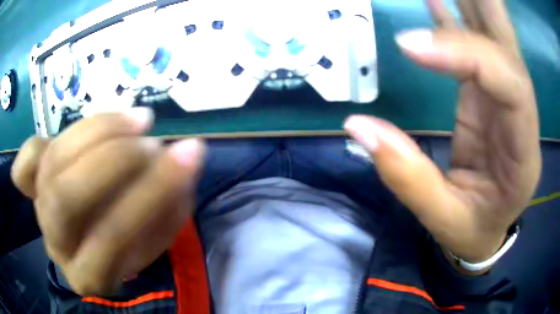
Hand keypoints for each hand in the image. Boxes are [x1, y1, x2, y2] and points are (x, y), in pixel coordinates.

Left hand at [11, 108, 204, 294]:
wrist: (98, 243)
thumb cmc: (133, 244)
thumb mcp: (159, 236)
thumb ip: (170, 204)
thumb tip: (185, 157)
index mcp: (90, 273)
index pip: (111, 237)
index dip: (148, 194)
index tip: (188, 155)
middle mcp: (56, 243)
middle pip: (67, 197)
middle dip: (114, 160)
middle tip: (154, 140)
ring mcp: (39, 209)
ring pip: (52, 161)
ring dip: (97, 131)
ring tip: (138, 120)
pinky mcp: (33, 184)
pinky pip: (26, 163)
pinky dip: (35, 147)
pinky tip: (67, 137)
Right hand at [345, 0, 540, 265]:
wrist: (488, 229)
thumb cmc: (472, 229)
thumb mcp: (443, 219)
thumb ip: (408, 177)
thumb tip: (358, 126)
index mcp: (523, 153)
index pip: (509, 83)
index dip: (463, 54)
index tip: (408, 45)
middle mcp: (523, 116)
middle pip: (509, 46)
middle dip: (484, 5)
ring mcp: (506, 99)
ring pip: (495, 37)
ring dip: (470, 3)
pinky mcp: (490, 94)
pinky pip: (476, 46)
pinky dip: (456, 19)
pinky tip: (434, 0)